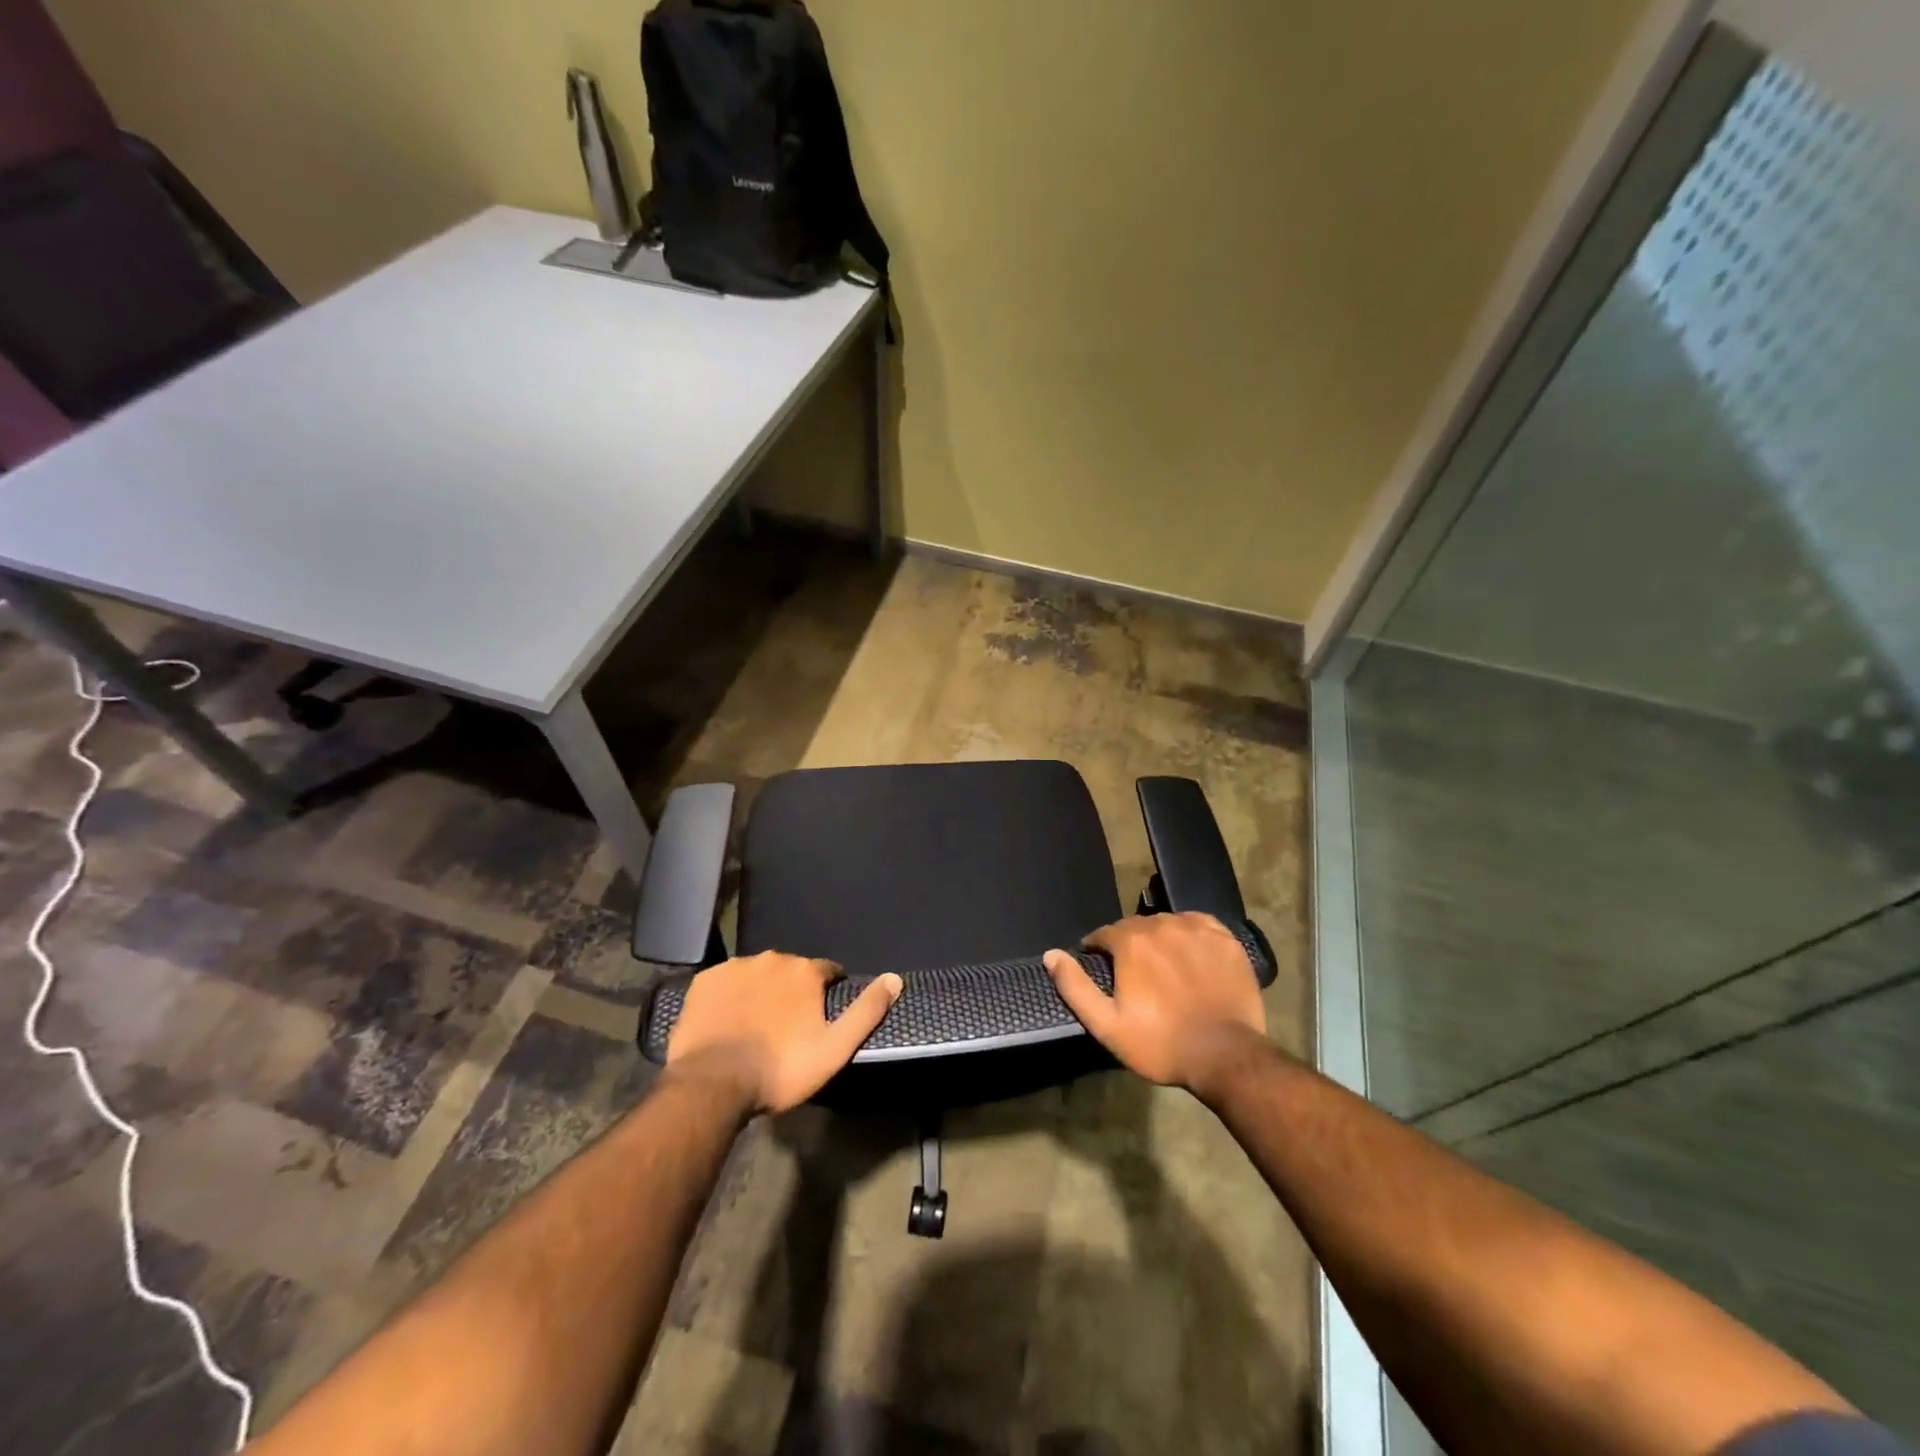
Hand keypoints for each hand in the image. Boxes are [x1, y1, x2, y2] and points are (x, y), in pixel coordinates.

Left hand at [665, 952, 902, 1115]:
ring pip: (757, 975)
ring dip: (761, 992)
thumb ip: (867, 1011)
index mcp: (805, 971)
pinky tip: (727, 1022)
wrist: (712, 1084)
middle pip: (791, 971)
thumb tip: (895, 979)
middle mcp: (772, 959)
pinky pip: (724, 983)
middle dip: (792, 992)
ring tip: (755, 1028)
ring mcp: (734, 967)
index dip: (827, 993)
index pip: (827, 972)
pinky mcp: (704, 981)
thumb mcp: (834, 1048)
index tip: (820, 1019)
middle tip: (786, 1028)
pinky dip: (729, 997)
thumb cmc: (780, 1069)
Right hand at [1044, 912, 1266, 1096]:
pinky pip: (1199, 925)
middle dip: (1128, 946)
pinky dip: (1190, 935)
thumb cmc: (1161, 1043)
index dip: (1098, 951)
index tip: (1101, 969)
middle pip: (1135, 927)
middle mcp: (1162, 924)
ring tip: (1163, 968)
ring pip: (1167, 924)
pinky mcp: (1226, 939)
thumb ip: (1075, 986)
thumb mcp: (1107, 1024)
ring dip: (1159, 940)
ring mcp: (1197, 929)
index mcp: (1131, 941)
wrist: (1226, 1056)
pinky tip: (1191, 955)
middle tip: (1134, 975)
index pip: (1103, 934)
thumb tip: (1051, 955)